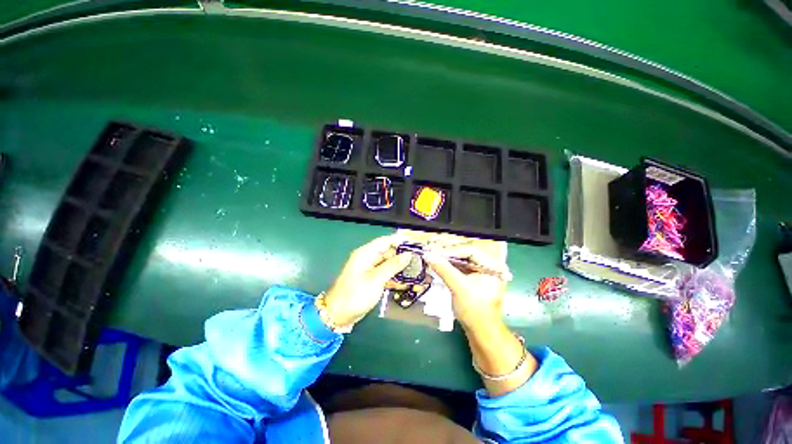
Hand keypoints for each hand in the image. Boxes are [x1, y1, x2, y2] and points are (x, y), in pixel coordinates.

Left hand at [324, 235, 411, 327]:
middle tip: (418, 260)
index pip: (385, 241)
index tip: (414, 245)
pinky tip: (405, 282)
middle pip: (388, 252)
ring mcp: (370, 270)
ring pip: (388, 264)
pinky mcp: (371, 280)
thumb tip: (407, 255)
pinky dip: (394, 277)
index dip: (400, 241)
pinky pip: (385, 274)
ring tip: (415, 271)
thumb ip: (393, 266)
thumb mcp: (376, 279)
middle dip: (402, 256)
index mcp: (366, 253)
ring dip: (400, 268)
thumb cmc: (355, 294)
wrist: (338, 314)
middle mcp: (368, 259)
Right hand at [423, 239, 510, 331]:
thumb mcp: (460, 289)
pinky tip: (435, 258)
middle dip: (446, 248)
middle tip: (430, 243)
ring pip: (458, 256)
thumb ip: (444, 270)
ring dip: (443, 253)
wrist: (480, 332)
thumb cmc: (475, 311)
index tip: (433, 249)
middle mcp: (486, 264)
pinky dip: (445, 261)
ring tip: (429, 248)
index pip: (469, 251)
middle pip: (463, 251)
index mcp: (491, 266)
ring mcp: (477, 270)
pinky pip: (456, 264)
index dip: (450, 250)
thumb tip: (427, 254)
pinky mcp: (469, 276)